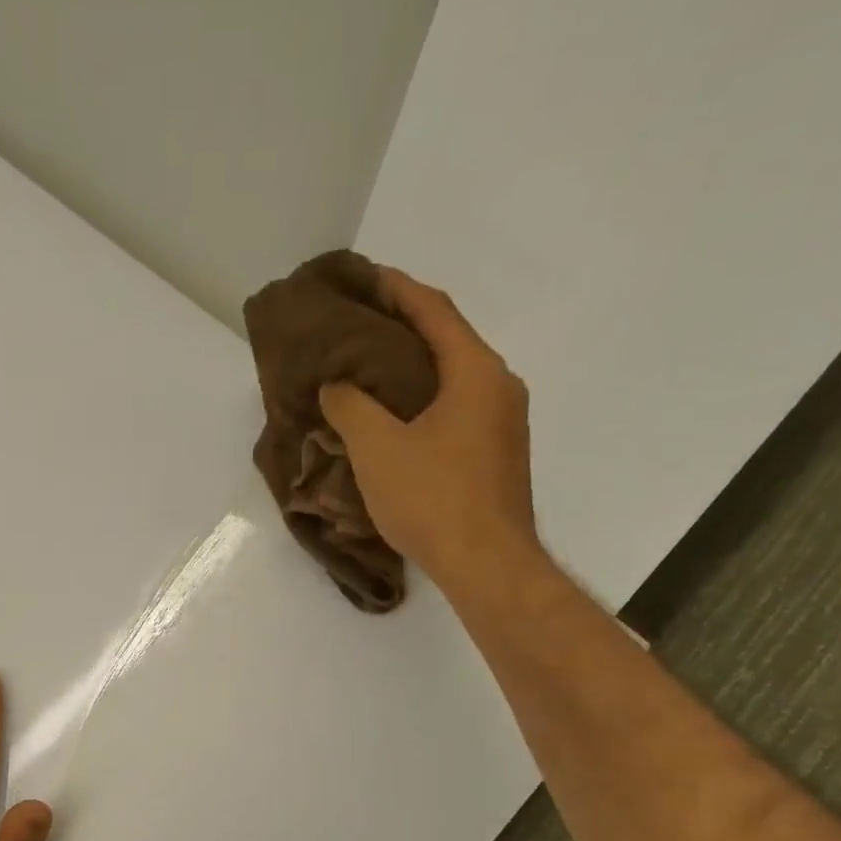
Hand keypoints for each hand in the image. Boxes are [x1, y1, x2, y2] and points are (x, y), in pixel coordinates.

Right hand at [319, 269, 541, 595]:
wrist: (486, 564)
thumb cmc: (432, 499)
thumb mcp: (377, 448)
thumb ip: (350, 406)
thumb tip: (337, 385)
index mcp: (476, 373)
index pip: (434, 312)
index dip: (397, 289)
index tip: (363, 276)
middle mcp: (499, 387)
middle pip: (447, 341)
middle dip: (402, 327)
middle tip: (357, 325)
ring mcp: (503, 423)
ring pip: (452, 378)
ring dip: (411, 368)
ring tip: (367, 369)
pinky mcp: (496, 454)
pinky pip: (455, 408)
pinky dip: (422, 400)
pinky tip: (393, 417)